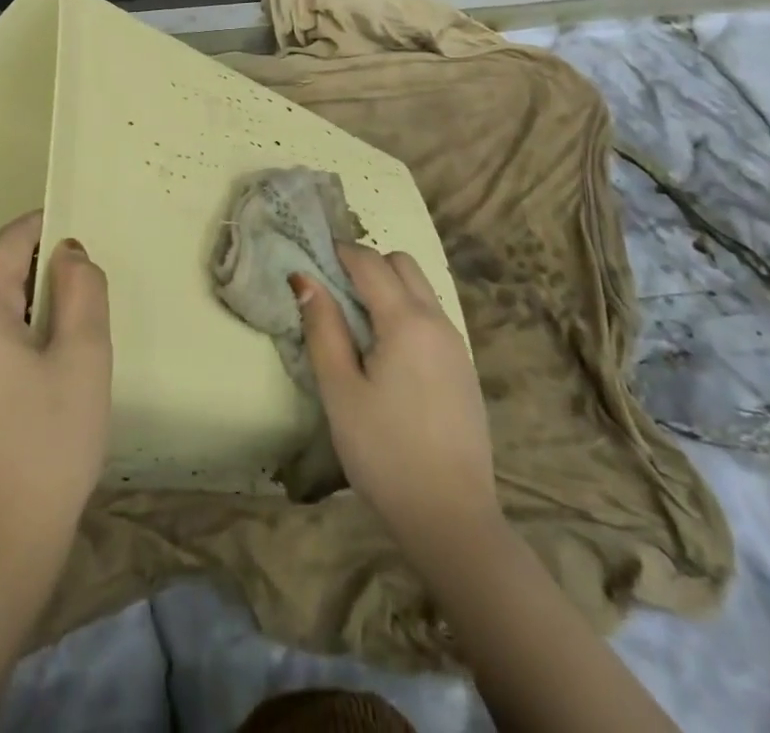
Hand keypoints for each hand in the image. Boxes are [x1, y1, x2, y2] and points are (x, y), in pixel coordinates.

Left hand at [0, 211, 110, 575]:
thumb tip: (68, 252)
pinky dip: (3, 345)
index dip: (46, 228)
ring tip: (65, 342)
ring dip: (24, 313)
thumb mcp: (83, 358)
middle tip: (85, 299)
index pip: (9, 243)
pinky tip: (33, 381)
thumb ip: (82, 289)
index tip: (80, 234)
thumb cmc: (46, 445)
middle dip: (39, 277)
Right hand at [295, 243, 497, 555]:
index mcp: (406, 320)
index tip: (311, 259)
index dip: (338, 252)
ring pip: (420, 288)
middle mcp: (437, 320)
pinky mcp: (464, 366)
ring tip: (355, 323)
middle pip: (401, 263)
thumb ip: (322, 327)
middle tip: (333, 292)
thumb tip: (305, 278)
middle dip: (367, 264)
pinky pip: (431, 315)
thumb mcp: (340, 390)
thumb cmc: (384, 452)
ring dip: (388, 286)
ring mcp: (456, 343)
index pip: (369, 261)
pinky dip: (405, 311)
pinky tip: (386, 352)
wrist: (452, 518)